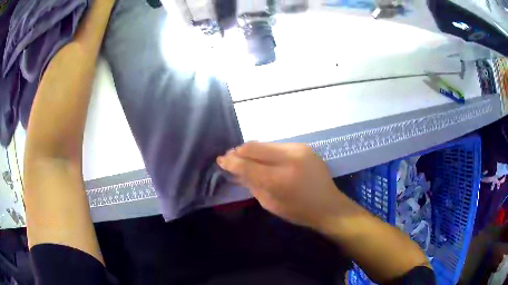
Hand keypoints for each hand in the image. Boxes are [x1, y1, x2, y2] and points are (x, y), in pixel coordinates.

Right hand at [217, 142, 345, 229]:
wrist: (328, 205)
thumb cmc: (298, 211)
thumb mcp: (270, 203)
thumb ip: (251, 183)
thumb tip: (235, 170)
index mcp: (280, 179)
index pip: (247, 165)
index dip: (230, 162)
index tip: (221, 160)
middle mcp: (289, 158)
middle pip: (253, 147)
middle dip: (238, 152)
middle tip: (229, 157)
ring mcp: (298, 149)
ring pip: (264, 144)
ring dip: (252, 151)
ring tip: (245, 159)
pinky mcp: (303, 146)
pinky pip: (277, 145)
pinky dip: (266, 152)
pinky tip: (264, 159)